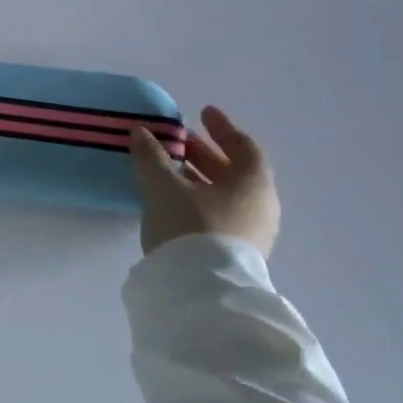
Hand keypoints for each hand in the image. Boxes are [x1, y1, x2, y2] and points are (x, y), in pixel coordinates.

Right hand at [129, 105, 279, 256]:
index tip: (203, 112)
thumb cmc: (190, 226)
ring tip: (170, 170)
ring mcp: (252, 233)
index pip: (244, 147)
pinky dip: (200, 199)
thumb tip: (141, 131)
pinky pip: (221, 214)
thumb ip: (152, 156)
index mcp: (253, 184)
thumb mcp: (163, 186)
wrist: (202, 290)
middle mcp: (260, 206)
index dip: (223, 127)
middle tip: (178, 140)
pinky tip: (174, 200)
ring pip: (227, 195)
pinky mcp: (237, 253)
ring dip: (200, 178)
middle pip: (235, 171)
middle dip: (205, 153)